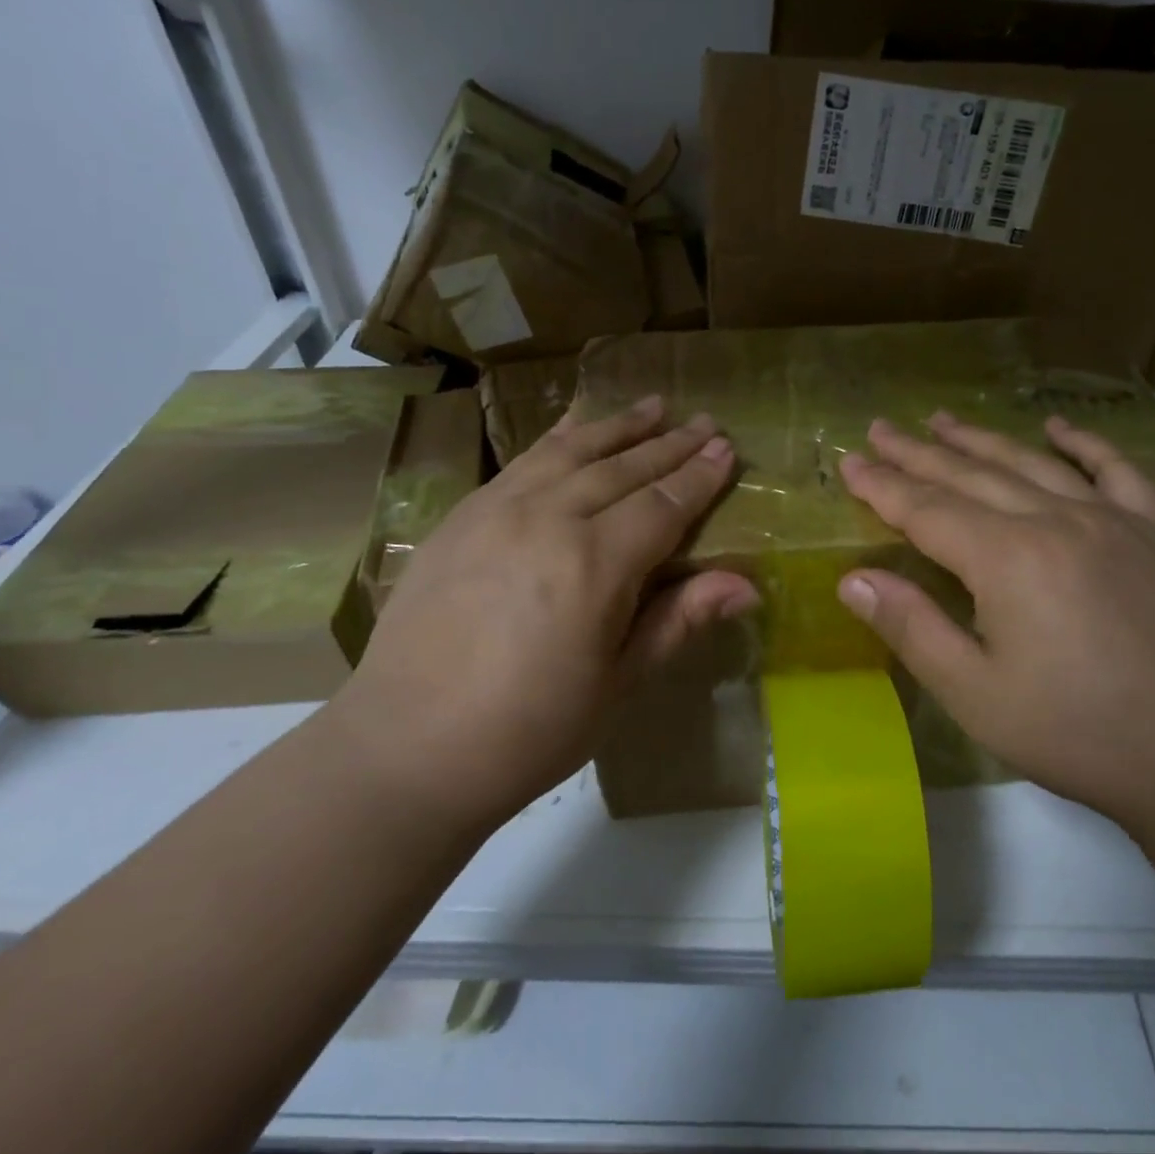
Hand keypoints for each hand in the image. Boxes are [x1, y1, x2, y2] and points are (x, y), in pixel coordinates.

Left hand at [340, 396, 757, 830]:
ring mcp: (497, 510)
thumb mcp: (618, 684)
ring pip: (572, 451)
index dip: (699, 477)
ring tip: (654, 405)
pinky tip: (577, 427)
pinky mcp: (462, 515)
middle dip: (670, 443)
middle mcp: (548, 519)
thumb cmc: (529, 730)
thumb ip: (680, 619)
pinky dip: (560, 437)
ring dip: (619, 426)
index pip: (663, 505)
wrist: (405, 749)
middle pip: (623, 468)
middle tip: (706, 421)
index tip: (728, 449)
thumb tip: (749, 585)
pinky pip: (523, 461)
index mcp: (594, 565)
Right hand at [836, 412, 1154, 843]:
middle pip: (970, 475)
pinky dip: (1083, 444)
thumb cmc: (1076, 733)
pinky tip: (1058, 428)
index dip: (882, 486)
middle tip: (880, 429)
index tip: (848, 462)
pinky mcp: (1153, 532)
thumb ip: (912, 628)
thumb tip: (853, 579)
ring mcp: (1110, 519)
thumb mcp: (975, 695)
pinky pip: (1116, 471)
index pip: (927, 509)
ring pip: (1030, 464)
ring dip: (980, 439)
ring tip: (942, 419)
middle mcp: (1055, 520)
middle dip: (918, 452)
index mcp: (1007, 558)